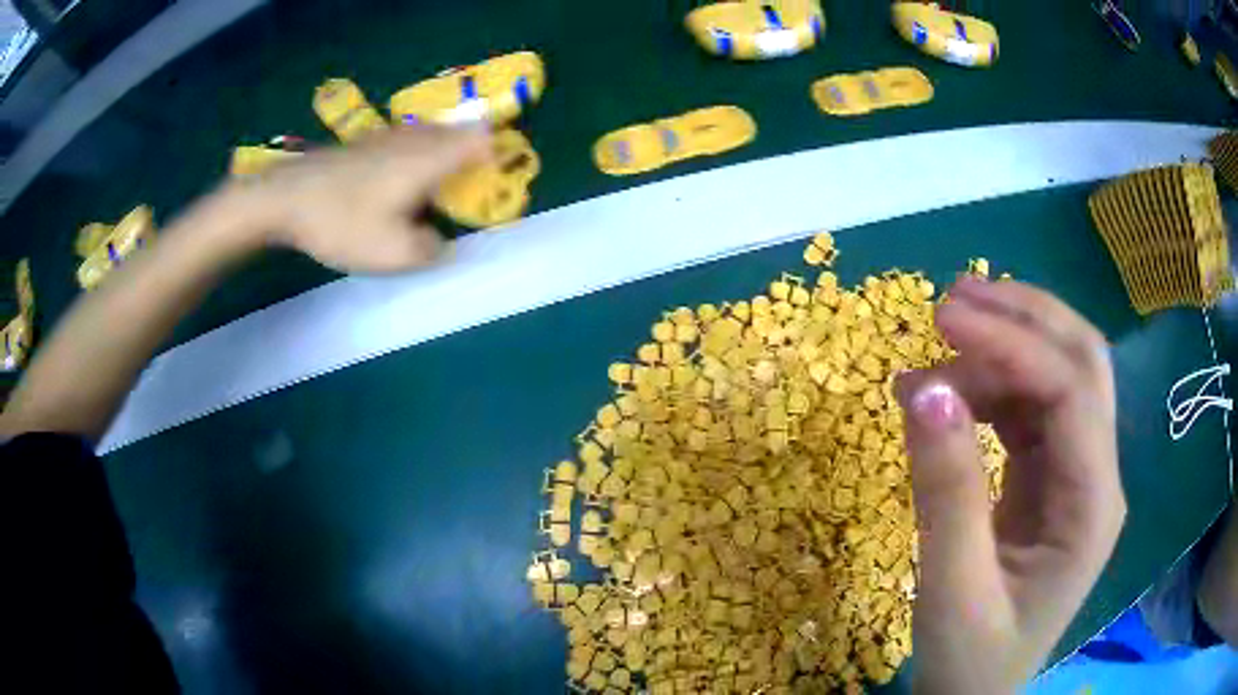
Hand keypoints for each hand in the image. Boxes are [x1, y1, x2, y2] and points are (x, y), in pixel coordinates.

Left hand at [228, 124, 490, 273]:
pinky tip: (398, 181)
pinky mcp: (365, 143)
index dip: (497, 158)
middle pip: (460, 132)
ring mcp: (387, 137)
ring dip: (444, 155)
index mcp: (430, 159)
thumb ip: (430, 251)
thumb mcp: (392, 254)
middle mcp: (414, 140)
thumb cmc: (341, 222)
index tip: (495, 186)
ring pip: (432, 135)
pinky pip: (407, 141)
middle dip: (473, 157)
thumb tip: (441, 243)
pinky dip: (417, 155)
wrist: (284, 198)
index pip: (481, 140)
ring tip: (436, 189)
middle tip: (469, 191)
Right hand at [896, 278, 1125, 693]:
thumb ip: (946, 492)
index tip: (942, 317)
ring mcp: (1076, 476)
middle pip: (1082, 363)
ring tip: (938, 341)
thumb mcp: (952, 591)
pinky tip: (945, 391)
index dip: (1012, 344)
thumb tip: (924, 387)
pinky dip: (989, 387)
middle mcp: (1097, 476)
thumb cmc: (970, 661)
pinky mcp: (1049, 481)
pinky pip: (1029, 411)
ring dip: (1004, 347)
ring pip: (1057, 377)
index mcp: (1093, 507)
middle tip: (954, 297)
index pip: (1070, 392)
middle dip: (1024, 317)